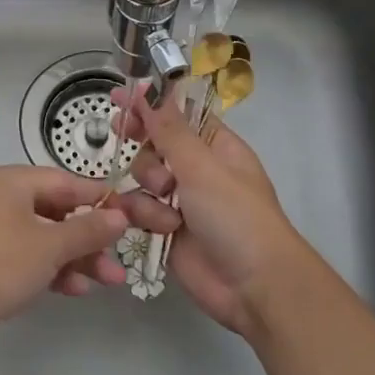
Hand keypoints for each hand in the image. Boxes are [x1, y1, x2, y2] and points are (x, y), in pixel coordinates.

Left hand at [0, 165, 177, 361]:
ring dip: (75, 258)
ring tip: (109, 281)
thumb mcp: (50, 245)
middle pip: (54, 212)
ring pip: (42, 239)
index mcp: (8, 182)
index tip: (130, 212)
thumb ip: (88, 230)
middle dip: (89, 237)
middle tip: (120, 256)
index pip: (63, 181)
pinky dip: (51, 271)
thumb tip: (119, 215)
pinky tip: (76, 290)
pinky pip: (26, 260)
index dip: (97, 197)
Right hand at [113, 86, 323, 335]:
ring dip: (148, 187)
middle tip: (120, 131)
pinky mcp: (166, 231)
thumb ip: (169, 129)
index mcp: (216, 147)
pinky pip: (140, 210)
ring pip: (142, 179)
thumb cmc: (236, 216)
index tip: (120, 95)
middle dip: (142, 143)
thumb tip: (150, 88)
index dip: (151, 104)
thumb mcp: (202, 166)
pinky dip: (146, 217)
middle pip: (154, 144)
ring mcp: (181, 201)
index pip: (178, 115)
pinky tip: (161, 228)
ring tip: (166, 203)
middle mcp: (197, 170)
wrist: (254, 286)